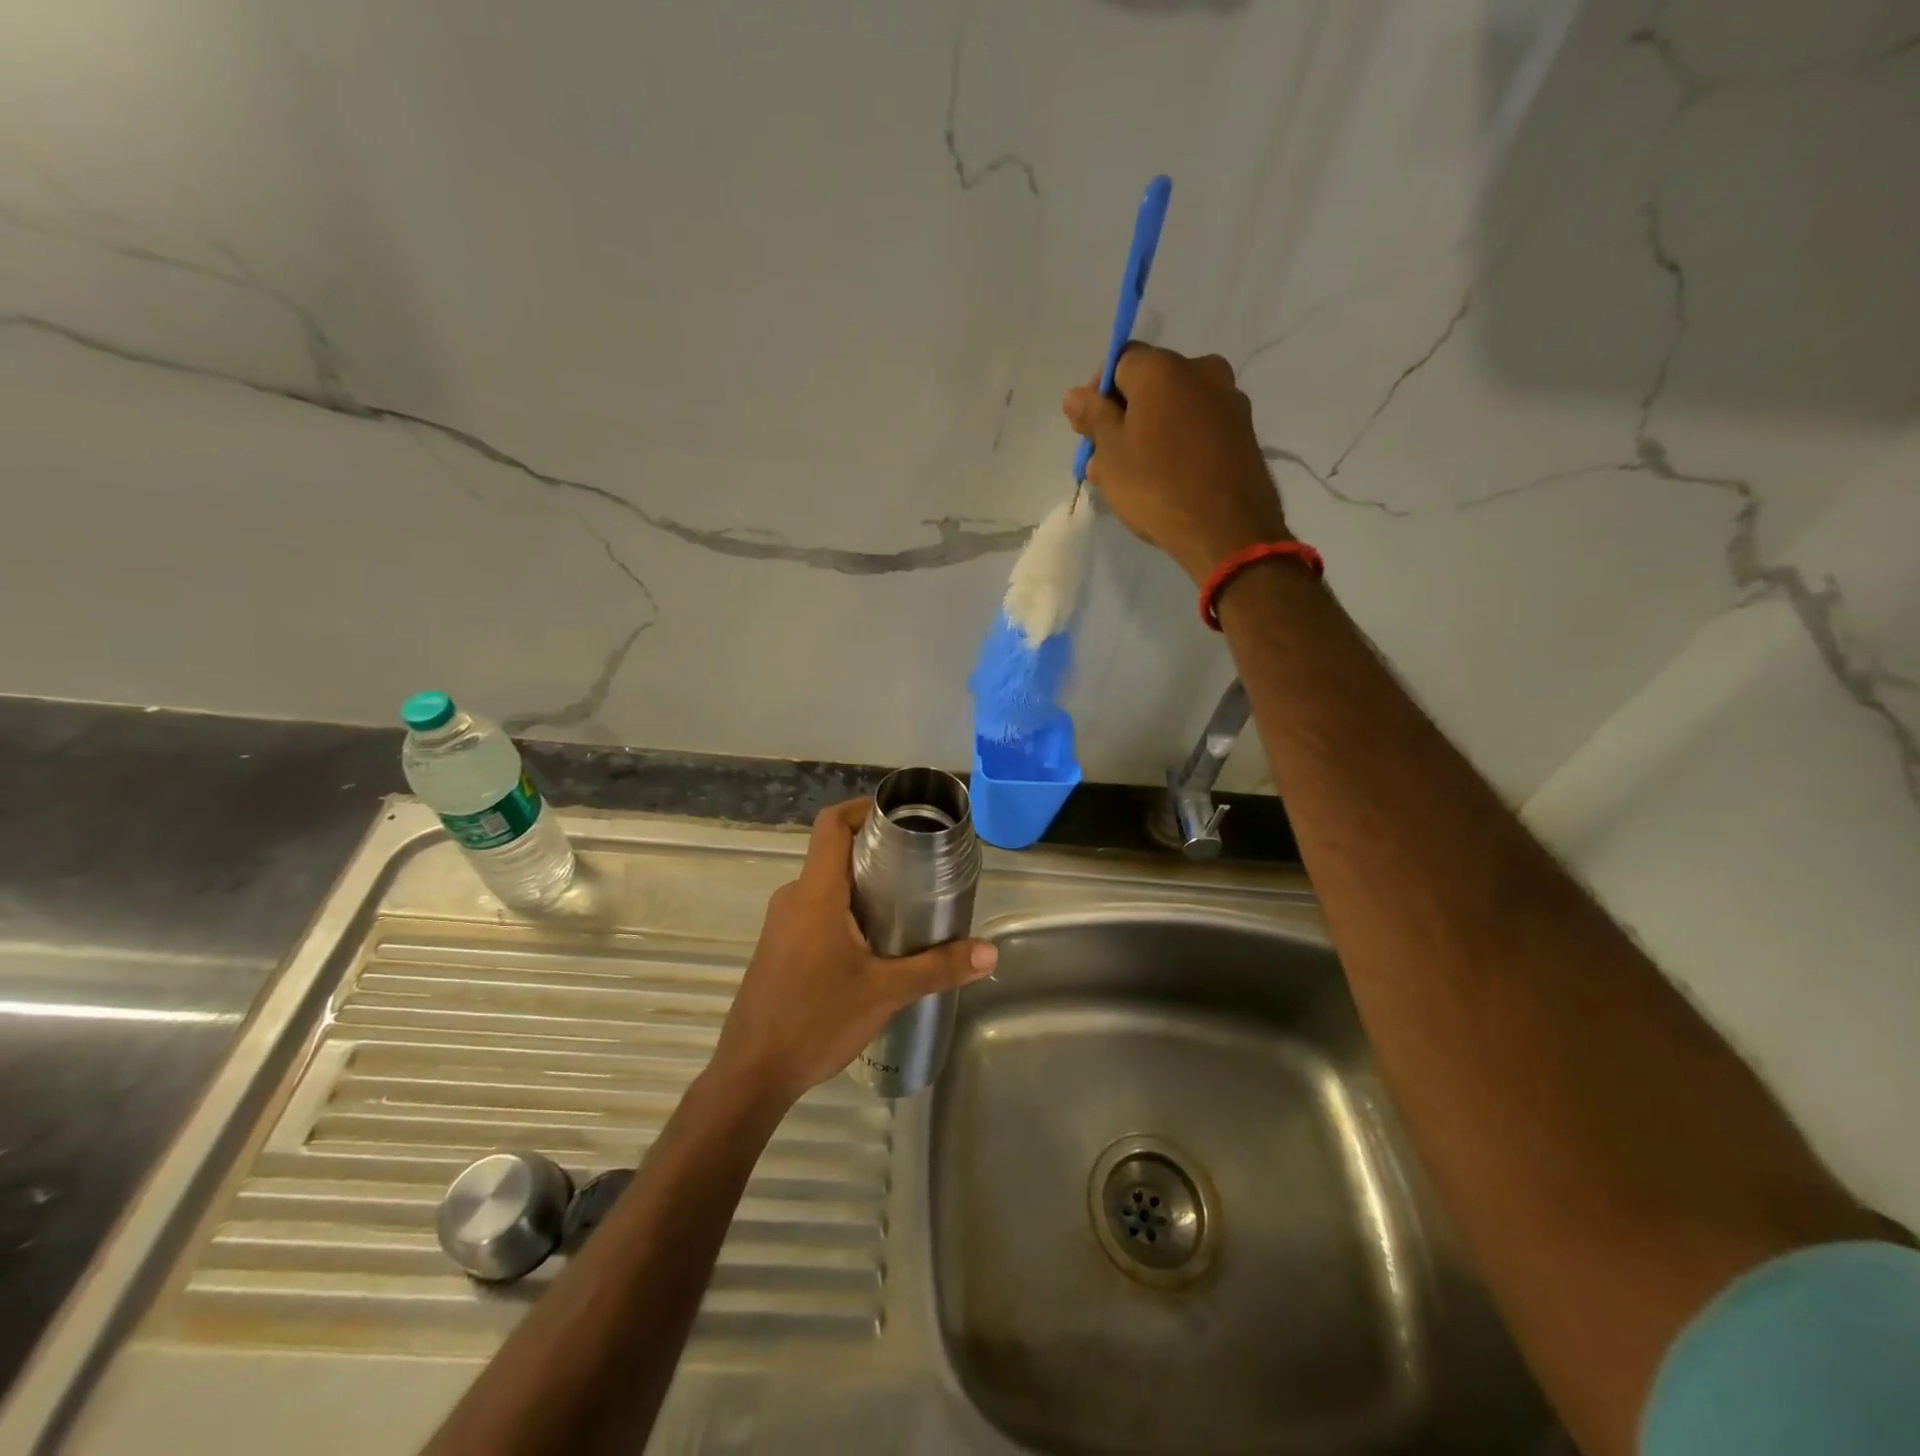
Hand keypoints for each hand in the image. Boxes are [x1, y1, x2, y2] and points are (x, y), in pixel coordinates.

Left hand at [710, 799, 998, 1108]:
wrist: (751, 1074)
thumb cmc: (815, 1021)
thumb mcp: (885, 993)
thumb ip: (938, 968)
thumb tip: (989, 953)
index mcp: (815, 894)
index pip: (831, 825)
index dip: (862, 808)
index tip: (898, 816)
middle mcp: (793, 898)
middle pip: (833, 853)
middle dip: (875, 853)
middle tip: (919, 867)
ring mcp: (780, 924)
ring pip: (825, 886)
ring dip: (861, 886)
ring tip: (905, 905)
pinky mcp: (778, 948)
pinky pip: (814, 911)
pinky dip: (844, 910)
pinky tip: (873, 944)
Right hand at [1063, 345, 1289, 584]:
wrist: (1227, 531)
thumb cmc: (1157, 488)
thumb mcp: (1111, 455)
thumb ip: (1093, 418)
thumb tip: (1075, 395)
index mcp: (1164, 369)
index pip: (1120, 361)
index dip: (1097, 393)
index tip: (1088, 431)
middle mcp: (1202, 370)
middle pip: (1150, 385)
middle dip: (1124, 417)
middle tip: (1106, 460)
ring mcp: (1229, 401)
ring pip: (1175, 409)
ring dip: (1150, 433)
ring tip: (1133, 477)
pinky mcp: (1244, 431)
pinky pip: (1198, 428)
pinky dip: (1178, 444)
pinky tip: (1166, 479)